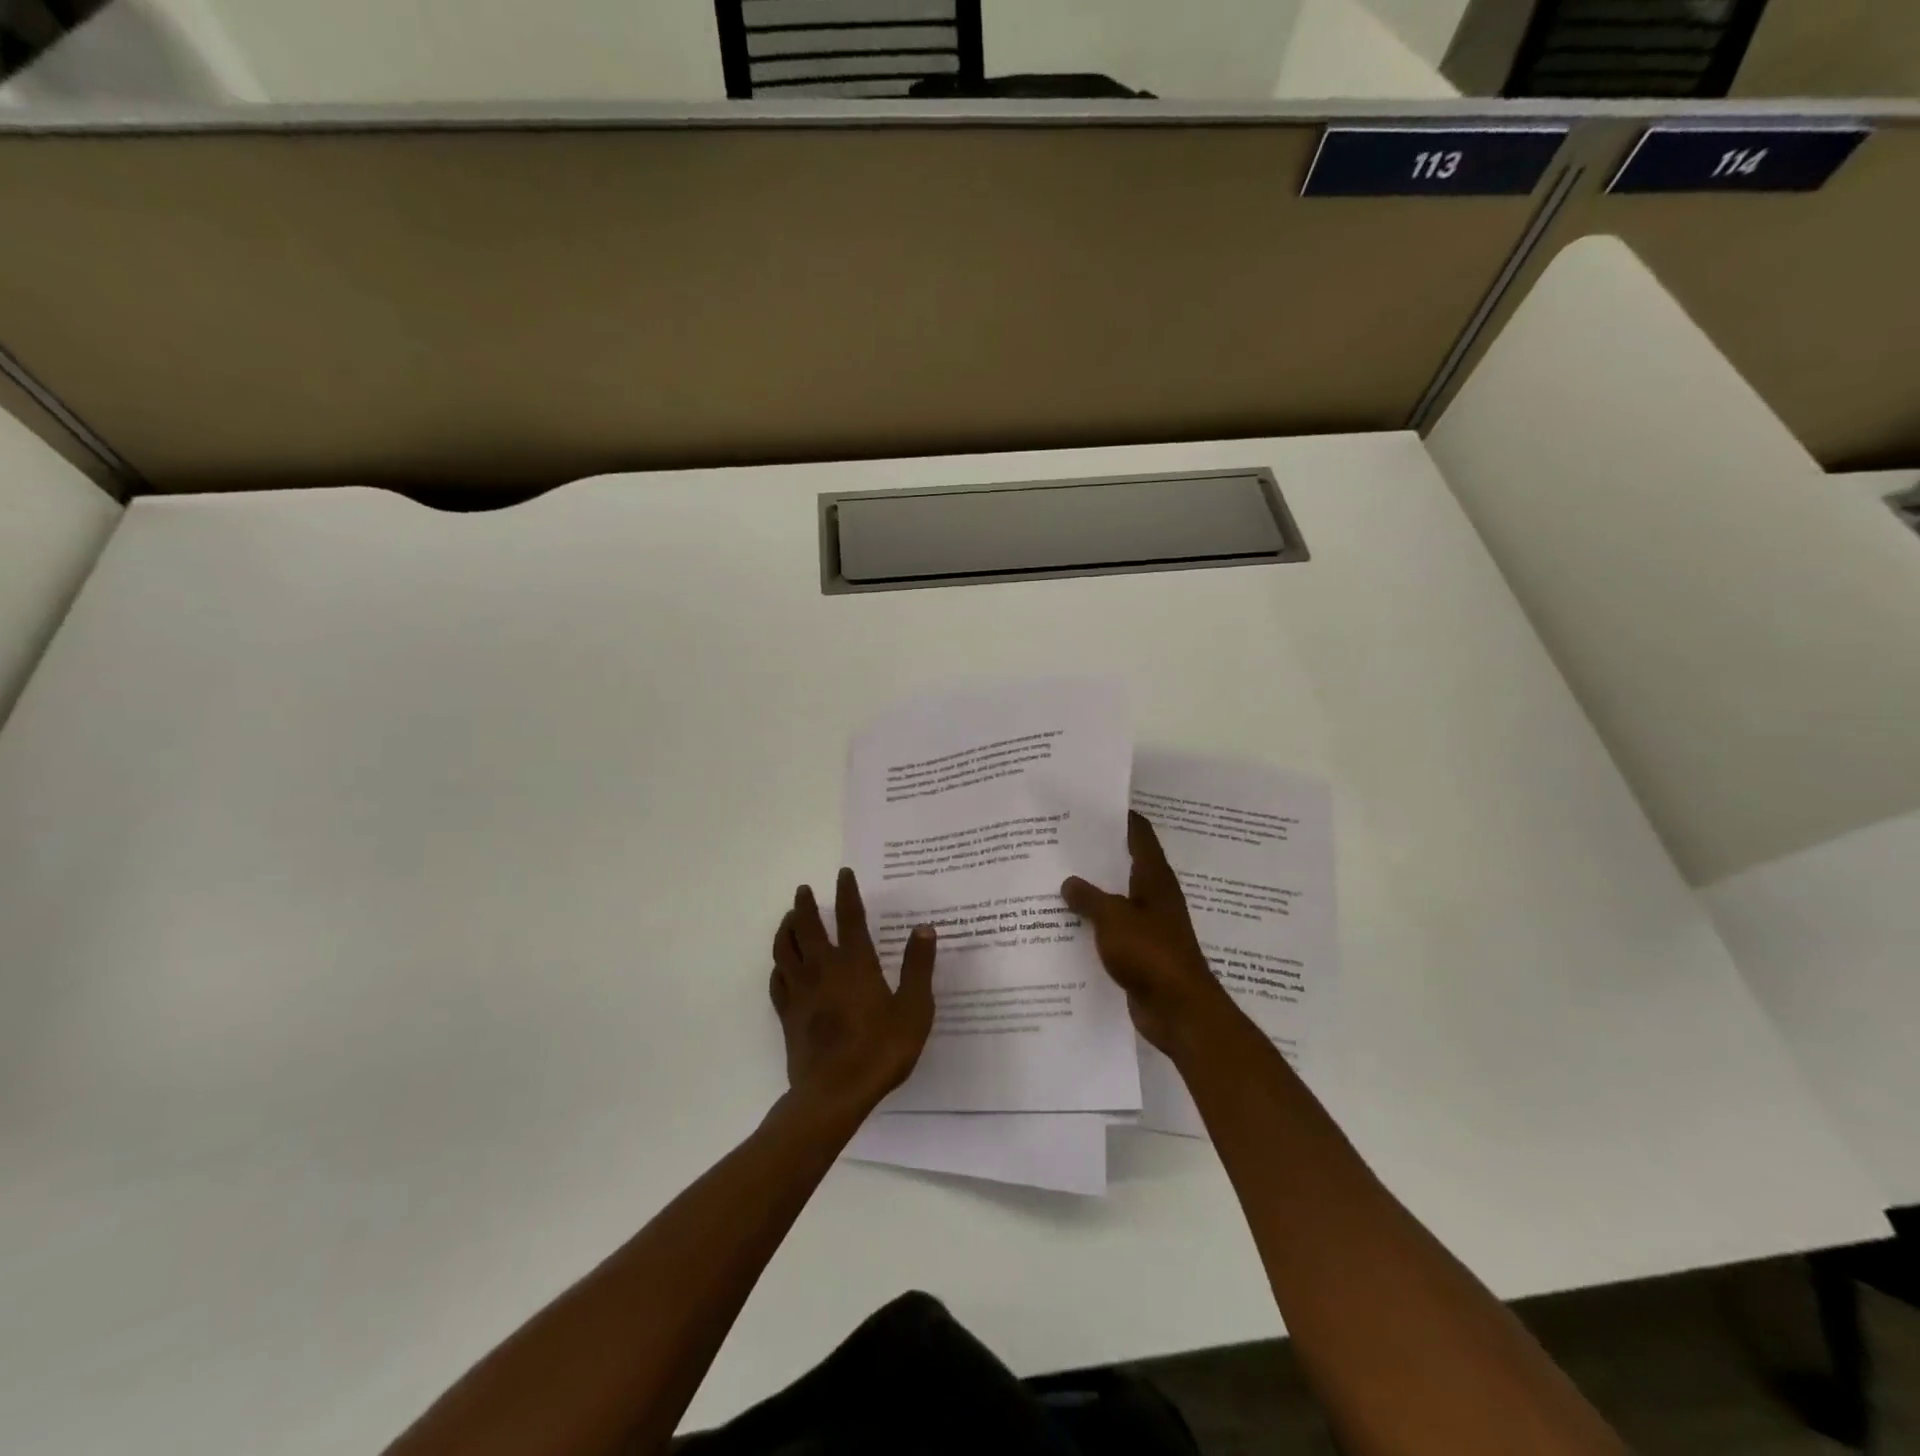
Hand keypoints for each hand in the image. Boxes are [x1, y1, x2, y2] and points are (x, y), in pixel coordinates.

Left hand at [770, 869, 936, 1117]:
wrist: (834, 1094)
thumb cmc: (880, 1050)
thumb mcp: (914, 1009)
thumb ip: (918, 967)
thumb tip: (925, 928)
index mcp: (856, 964)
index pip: (849, 917)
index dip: (846, 893)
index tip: (843, 874)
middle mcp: (824, 969)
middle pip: (807, 927)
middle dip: (805, 905)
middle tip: (804, 890)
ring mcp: (801, 992)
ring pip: (784, 949)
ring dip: (785, 928)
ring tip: (788, 917)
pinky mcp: (788, 1014)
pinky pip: (776, 981)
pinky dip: (778, 966)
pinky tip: (781, 965)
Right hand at [1062, 811, 1240, 1057]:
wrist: (1178, 1010)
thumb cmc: (1150, 953)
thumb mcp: (1113, 918)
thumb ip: (1088, 897)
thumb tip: (1069, 882)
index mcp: (1154, 879)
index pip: (1140, 835)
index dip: (1121, 818)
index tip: (1093, 804)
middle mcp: (1154, 897)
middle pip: (1125, 865)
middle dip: (1097, 854)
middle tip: (1061, 840)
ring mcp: (1148, 926)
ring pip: (1116, 899)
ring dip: (1092, 891)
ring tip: (1055, 878)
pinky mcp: (1140, 953)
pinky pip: (1112, 930)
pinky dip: (1093, 924)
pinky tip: (1065, 924)